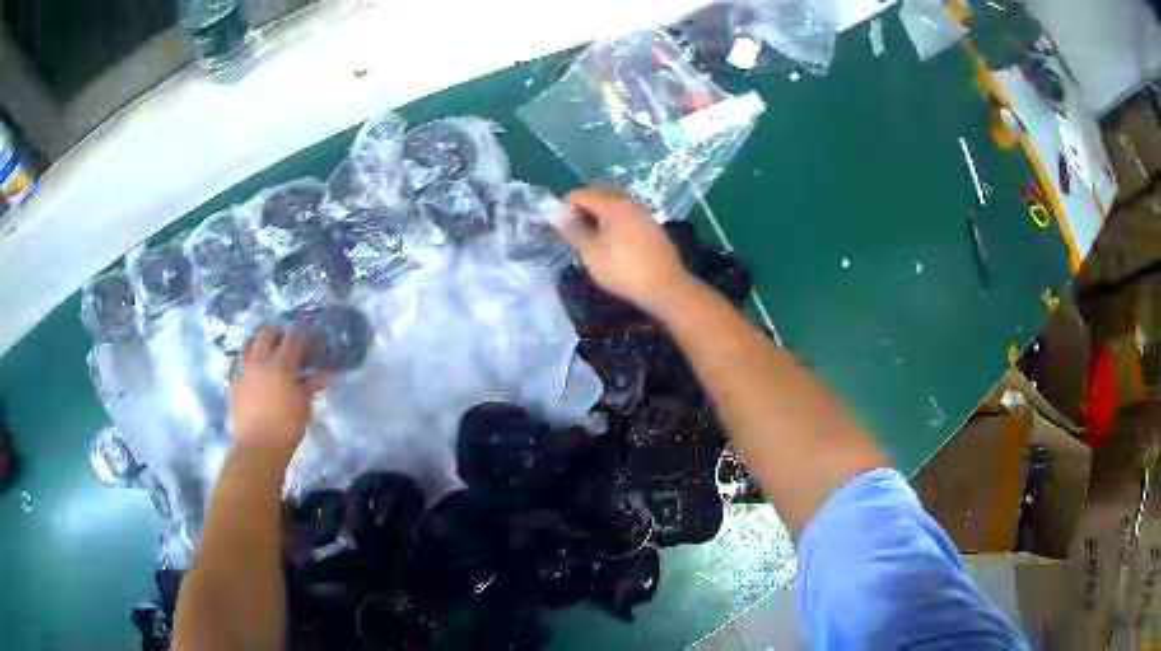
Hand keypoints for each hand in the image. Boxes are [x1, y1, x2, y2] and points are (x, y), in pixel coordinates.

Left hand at [230, 326, 327, 462]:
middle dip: (277, 332)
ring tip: (265, 349)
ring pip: (248, 344)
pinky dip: (248, 359)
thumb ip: (310, 386)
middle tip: (285, 339)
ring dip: (258, 342)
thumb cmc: (286, 427)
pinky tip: (253, 369)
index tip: (309, 326)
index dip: (302, 330)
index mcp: (281, 365)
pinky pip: (240, 362)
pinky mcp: (234, 383)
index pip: (293, 338)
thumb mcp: (303, 407)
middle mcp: (260, 361)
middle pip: (266, 334)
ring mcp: (244, 371)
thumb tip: (323, 375)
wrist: (258, 447)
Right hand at [552, 187, 695, 316]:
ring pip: (616, 207)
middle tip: (572, 231)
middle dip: (582, 209)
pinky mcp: (655, 229)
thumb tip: (554, 213)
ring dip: (599, 217)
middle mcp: (631, 204)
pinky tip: (613, 244)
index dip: (565, 206)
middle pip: (600, 197)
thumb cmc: (624, 271)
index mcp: (613, 205)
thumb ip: (572, 230)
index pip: (581, 195)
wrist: (666, 289)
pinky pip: (629, 218)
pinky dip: (615, 224)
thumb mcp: (591, 253)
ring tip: (590, 238)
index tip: (556, 225)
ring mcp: (646, 216)